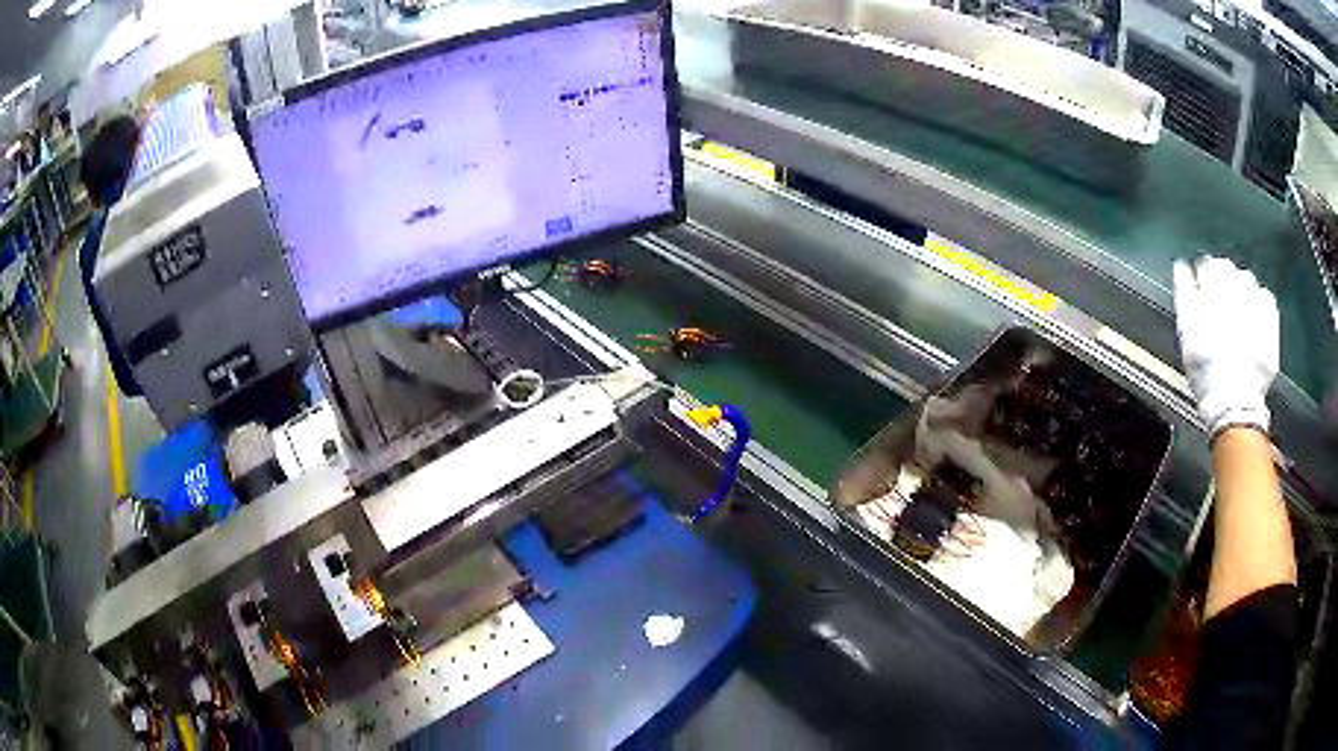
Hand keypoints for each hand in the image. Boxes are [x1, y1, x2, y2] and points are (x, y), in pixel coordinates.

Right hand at [1172, 256, 1278, 436]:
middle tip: (1218, 299)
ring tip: (1237, 309)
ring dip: (1241, 289)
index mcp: (1214, 285)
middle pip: (1228, 268)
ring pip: (1248, 280)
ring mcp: (1257, 302)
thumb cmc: (1206, 370)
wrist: (1235, 403)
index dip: (1201, 273)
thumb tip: (1182, 267)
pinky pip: (1267, 299)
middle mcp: (1237, 286)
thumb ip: (1184, 294)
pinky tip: (1254, 316)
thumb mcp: (1187, 333)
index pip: (1206, 264)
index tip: (1199, 283)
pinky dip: (1260, 302)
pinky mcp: (1271, 321)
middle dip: (1223, 279)